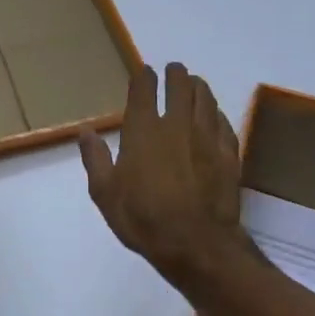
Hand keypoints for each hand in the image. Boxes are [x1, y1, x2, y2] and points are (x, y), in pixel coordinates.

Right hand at [79, 62, 252, 294]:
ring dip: (198, 87)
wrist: (196, 244)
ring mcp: (207, 137)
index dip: (144, 76)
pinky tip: (214, 116)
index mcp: (143, 130)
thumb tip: (85, 131)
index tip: (145, 72)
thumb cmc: (143, 219)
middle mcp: (177, 124)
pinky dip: (216, 113)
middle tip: (173, 71)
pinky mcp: (229, 154)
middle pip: (180, 85)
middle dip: (175, 74)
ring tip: (194, 84)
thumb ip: (95, 159)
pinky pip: (223, 123)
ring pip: (206, 98)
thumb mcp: (105, 194)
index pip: (145, 89)